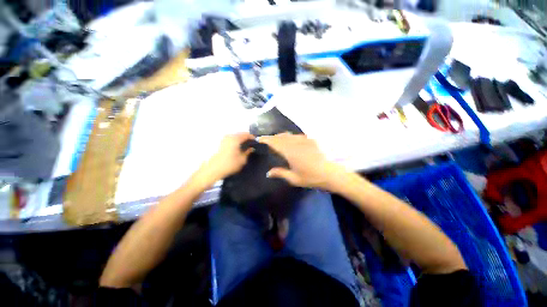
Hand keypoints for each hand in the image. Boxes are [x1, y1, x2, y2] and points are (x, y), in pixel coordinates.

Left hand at [194, 133, 254, 186]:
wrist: (212, 170)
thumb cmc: (229, 164)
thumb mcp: (242, 160)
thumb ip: (248, 152)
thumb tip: (251, 148)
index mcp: (235, 139)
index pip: (246, 134)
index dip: (252, 137)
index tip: (256, 141)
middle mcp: (229, 136)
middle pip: (240, 134)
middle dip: (246, 138)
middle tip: (251, 144)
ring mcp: (223, 139)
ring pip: (235, 137)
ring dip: (240, 140)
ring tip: (245, 146)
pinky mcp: (220, 143)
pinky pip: (230, 140)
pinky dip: (235, 142)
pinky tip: (237, 148)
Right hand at [259, 133, 344, 189]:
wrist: (330, 173)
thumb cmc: (311, 177)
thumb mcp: (294, 178)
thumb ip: (280, 173)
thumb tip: (268, 173)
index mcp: (290, 152)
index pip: (275, 142)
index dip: (266, 139)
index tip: (259, 139)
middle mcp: (295, 143)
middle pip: (281, 136)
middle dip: (272, 137)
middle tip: (266, 140)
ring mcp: (304, 140)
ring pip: (289, 135)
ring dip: (280, 136)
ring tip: (276, 140)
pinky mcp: (310, 141)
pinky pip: (297, 136)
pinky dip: (290, 137)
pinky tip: (290, 141)